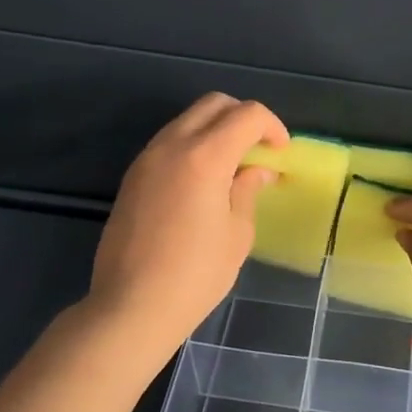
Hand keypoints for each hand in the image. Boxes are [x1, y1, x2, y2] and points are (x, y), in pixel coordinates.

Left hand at [87, 94, 288, 364]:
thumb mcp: (237, 234)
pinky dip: (193, 145)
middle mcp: (173, 145)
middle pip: (214, 104)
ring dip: (216, 129)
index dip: (271, 126)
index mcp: (205, 156)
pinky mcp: (133, 176)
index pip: (247, 115)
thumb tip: (257, 171)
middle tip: (259, 149)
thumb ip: (247, 190)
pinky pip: (169, 141)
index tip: (281, 152)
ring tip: (232, 165)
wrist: (130, 308)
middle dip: (243, 117)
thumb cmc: (195, 275)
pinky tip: (203, 180)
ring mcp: (147, 158)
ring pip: (188, 119)